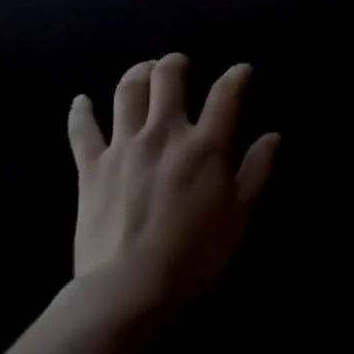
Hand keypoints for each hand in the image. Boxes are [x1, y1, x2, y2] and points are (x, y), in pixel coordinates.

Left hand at [66, 55, 279, 315]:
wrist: (128, 289)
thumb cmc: (195, 253)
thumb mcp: (242, 215)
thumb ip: (259, 170)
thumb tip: (273, 136)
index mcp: (205, 144)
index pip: (226, 93)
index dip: (238, 76)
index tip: (243, 72)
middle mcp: (164, 133)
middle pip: (168, 77)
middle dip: (177, 64)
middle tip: (182, 67)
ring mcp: (124, 147)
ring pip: (127, 92)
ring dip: (137, 74)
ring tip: (144, 71)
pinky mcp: (92, 168)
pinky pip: (82, 131)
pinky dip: (80, 112)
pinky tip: (81, 101)